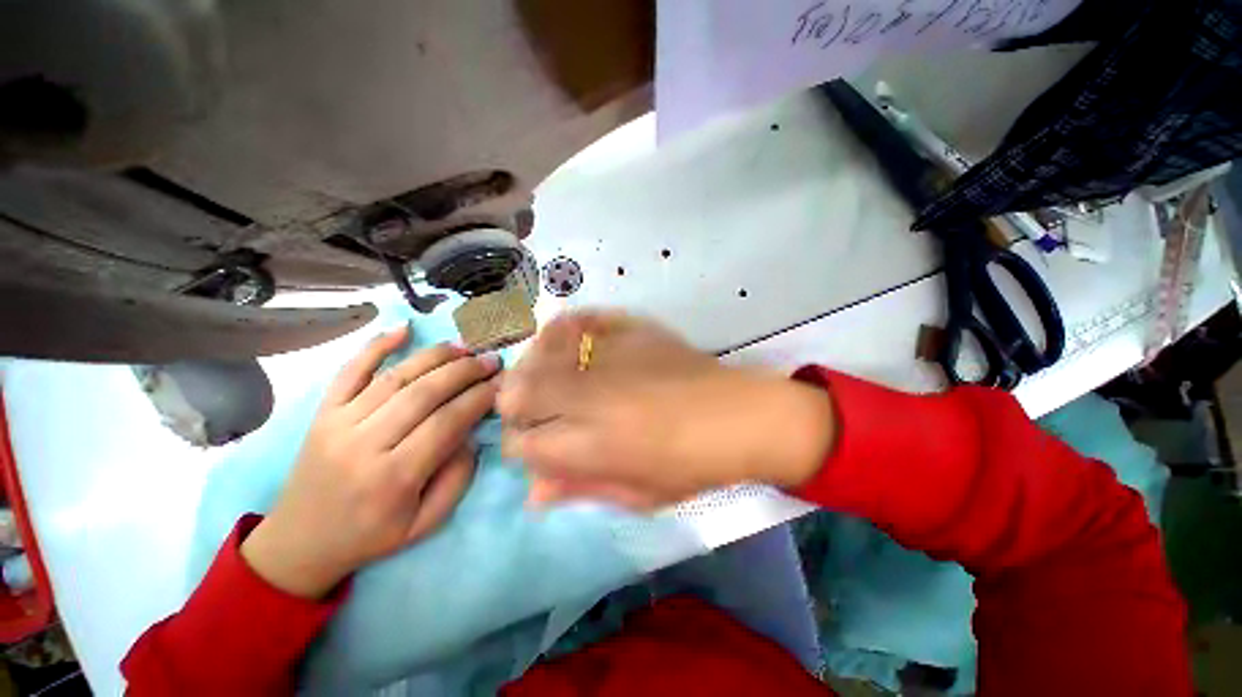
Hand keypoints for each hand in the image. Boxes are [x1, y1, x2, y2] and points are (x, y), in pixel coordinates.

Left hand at [241, 326, 499, 597]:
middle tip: (490, 359)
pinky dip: (376, 346)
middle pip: (424, 393)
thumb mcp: (425, 524)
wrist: (300, 542)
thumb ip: (457, 479)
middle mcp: (365, 444)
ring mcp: (338, 424)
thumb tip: (471, 434)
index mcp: (394, 477)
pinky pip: (349, 371)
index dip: (479, 398)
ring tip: (463, 346)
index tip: (502, 383)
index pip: (447, 423)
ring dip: (434, 356)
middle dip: (465, 371)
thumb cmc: (370, 535)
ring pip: (395, 376)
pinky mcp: (321, 413)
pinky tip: (403, 329)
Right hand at [497, 312, 835, 509]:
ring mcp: (607, 356)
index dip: (523, 448)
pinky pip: (578, 321)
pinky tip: (572, 343)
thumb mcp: (636, 495)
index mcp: (590, 445)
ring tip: (551, 377)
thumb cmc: (691, 465)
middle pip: (518, 391)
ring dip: (535, 368)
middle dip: (518, 406)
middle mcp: (588, 395)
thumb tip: (532, 493)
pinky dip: (565, 331)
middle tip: (540, 411)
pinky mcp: (628, 329)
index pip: (522, 444)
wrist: (737, 416)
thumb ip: (580, 489)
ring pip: (539, 353)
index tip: (538, 446)